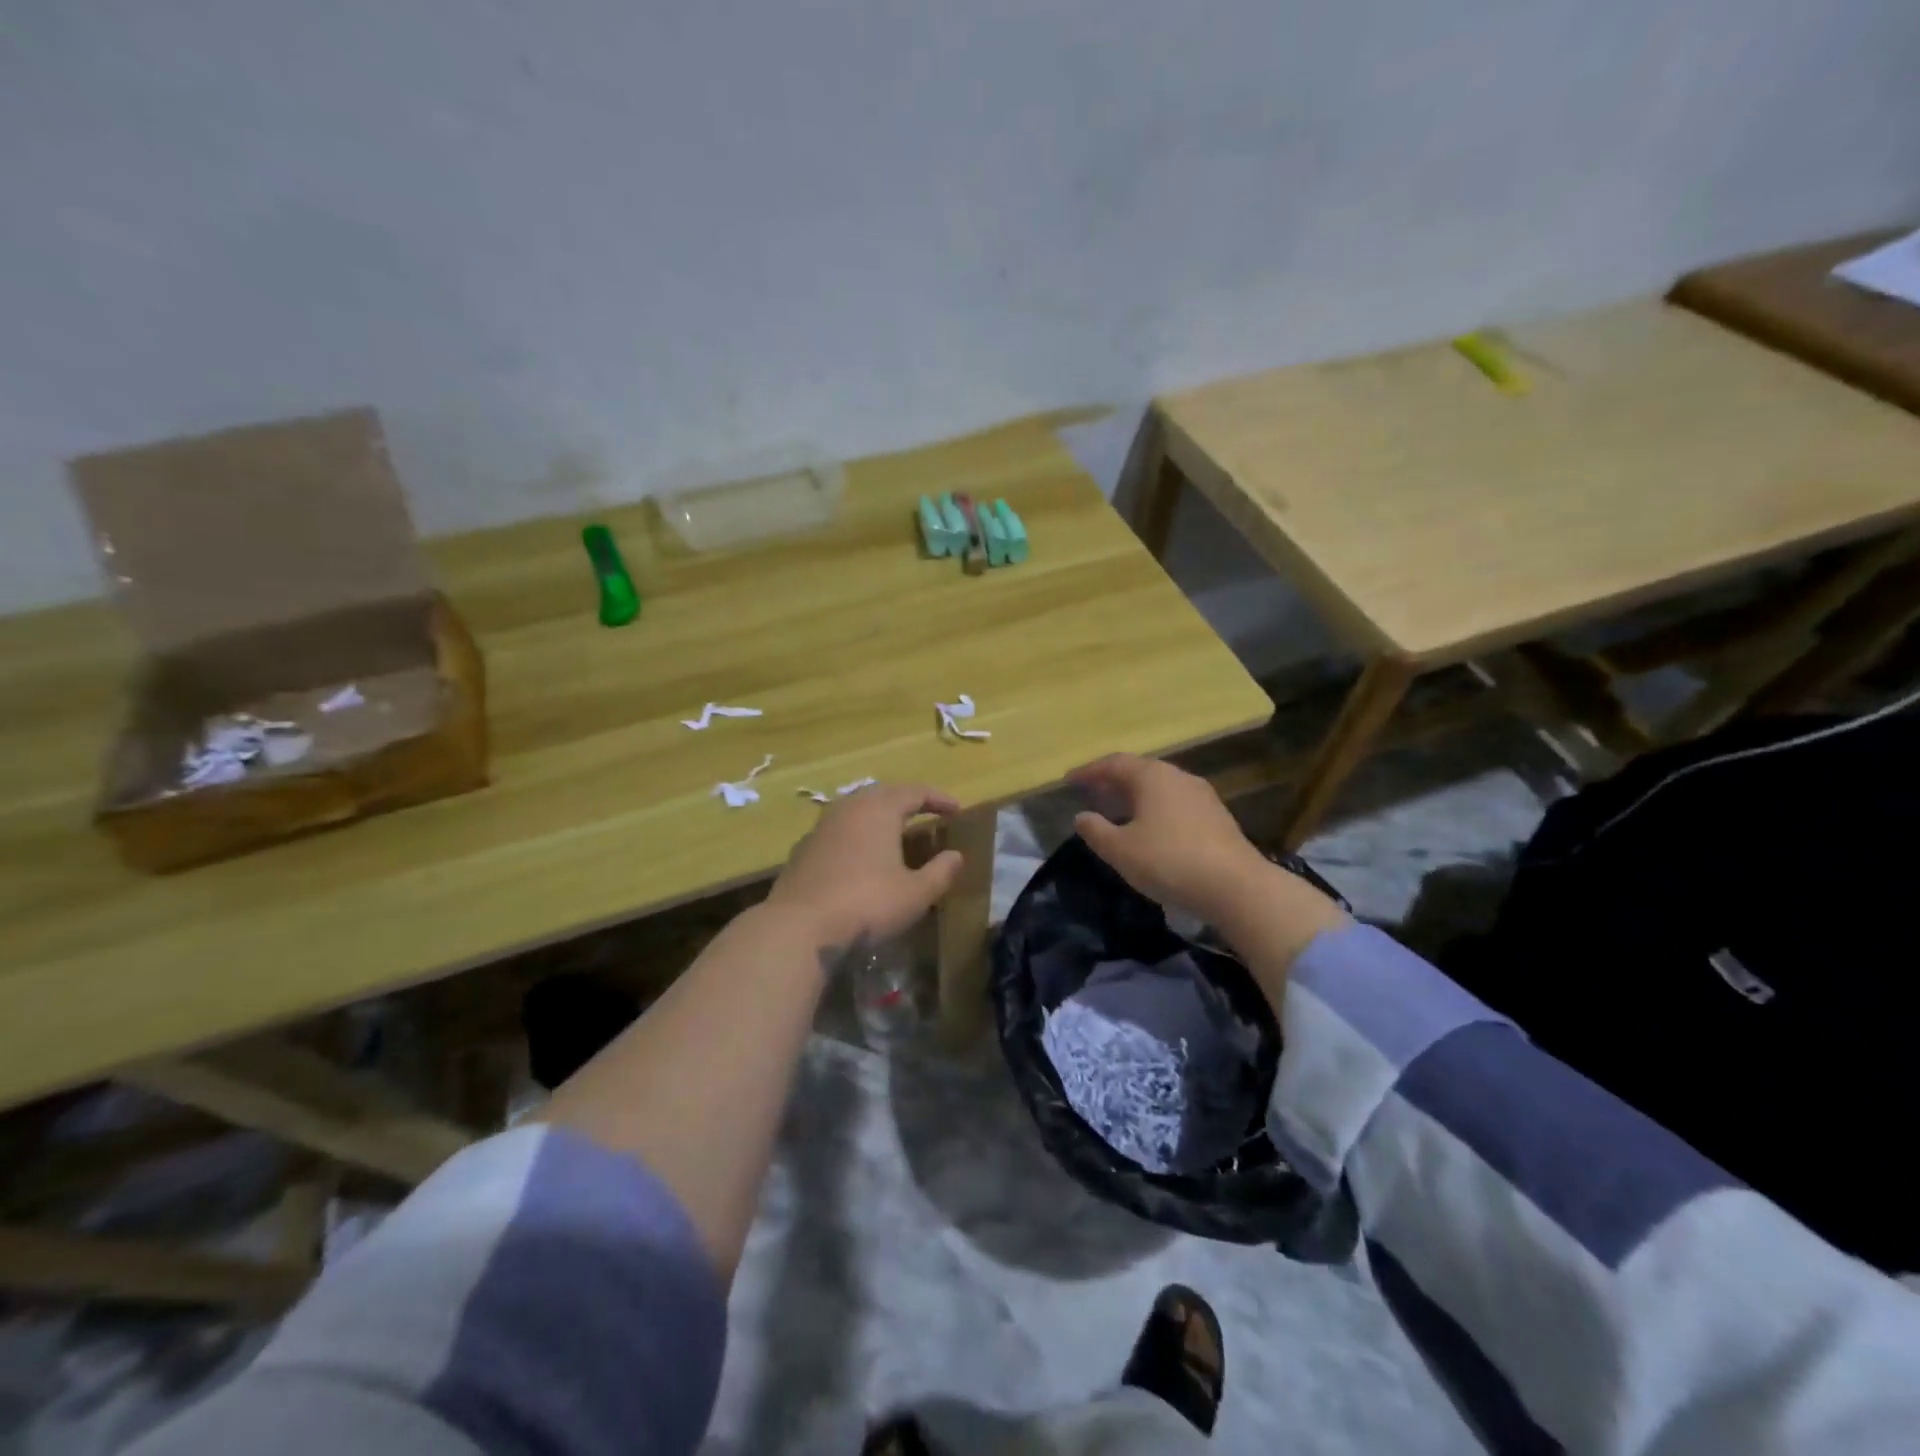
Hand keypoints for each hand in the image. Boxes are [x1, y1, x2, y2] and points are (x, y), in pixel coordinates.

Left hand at [766, 783, 965, 951]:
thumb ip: (941, 872)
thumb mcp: (916, 893)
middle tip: (926, 814)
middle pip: (882, 795)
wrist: (799, 928)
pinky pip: (838, 833)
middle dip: (906, 802)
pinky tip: (860, 859)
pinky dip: (856, 837)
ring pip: (856, 812)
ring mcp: (820, 828)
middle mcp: (848, 809)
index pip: (914, 792)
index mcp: (879, 809)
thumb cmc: (867, 904)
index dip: (938, 799)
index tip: (956, 810)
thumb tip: (956, 856)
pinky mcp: (802, 851)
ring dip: (878, 819)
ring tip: (894, 834)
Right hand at [1070, 754, 1273, 925]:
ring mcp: (1202, 796)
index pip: (1114, 763)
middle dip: (1113, 781)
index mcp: (1152, 776)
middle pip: (1139, 771)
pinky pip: (1176, 804)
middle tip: (1092, 793)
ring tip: (1119, 812)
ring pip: (1160, 788)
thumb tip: (1081, 816)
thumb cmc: (1169, 861)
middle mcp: (1178, 777)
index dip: (1089, 771)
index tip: (1069, 780)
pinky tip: (1151, 830)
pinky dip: (1156, 810)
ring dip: (1136, 796)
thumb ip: (1096, 830)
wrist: (1236, 886)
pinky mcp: (1217, 817)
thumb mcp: (1121, 850)